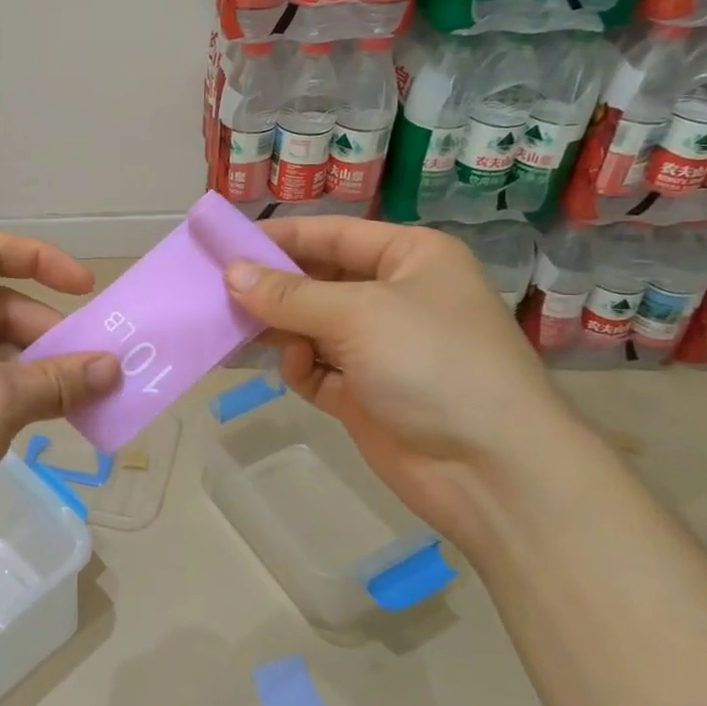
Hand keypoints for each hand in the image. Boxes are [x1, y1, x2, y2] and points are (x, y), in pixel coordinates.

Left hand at [0, 233, 119, 566]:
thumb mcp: (0, 400)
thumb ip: (61, 379)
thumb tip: (114, 368)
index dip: (45, 261)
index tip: (88, 291)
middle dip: (48, 334)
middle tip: (94, 370)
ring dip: (37, 368)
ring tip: (79, 398)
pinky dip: (15, 392)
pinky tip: (45, 416)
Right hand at [223, 216, 581, 541]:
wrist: (491, 471)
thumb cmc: (433, 364)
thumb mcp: (359, 315)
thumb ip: (289, 295)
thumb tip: (230, 273)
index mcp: (409, 258)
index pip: (331, 234)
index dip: (278, 237)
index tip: (223, 242)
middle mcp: (394, 296)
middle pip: (315, 280)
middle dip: (271, 287)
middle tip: (215, 290)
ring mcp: (378, 347)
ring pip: (308, 325)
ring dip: (279, 328)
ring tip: (238, 330)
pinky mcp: (363, 392)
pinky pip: (314, 367)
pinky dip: (300, 366)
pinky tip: (297, 370)